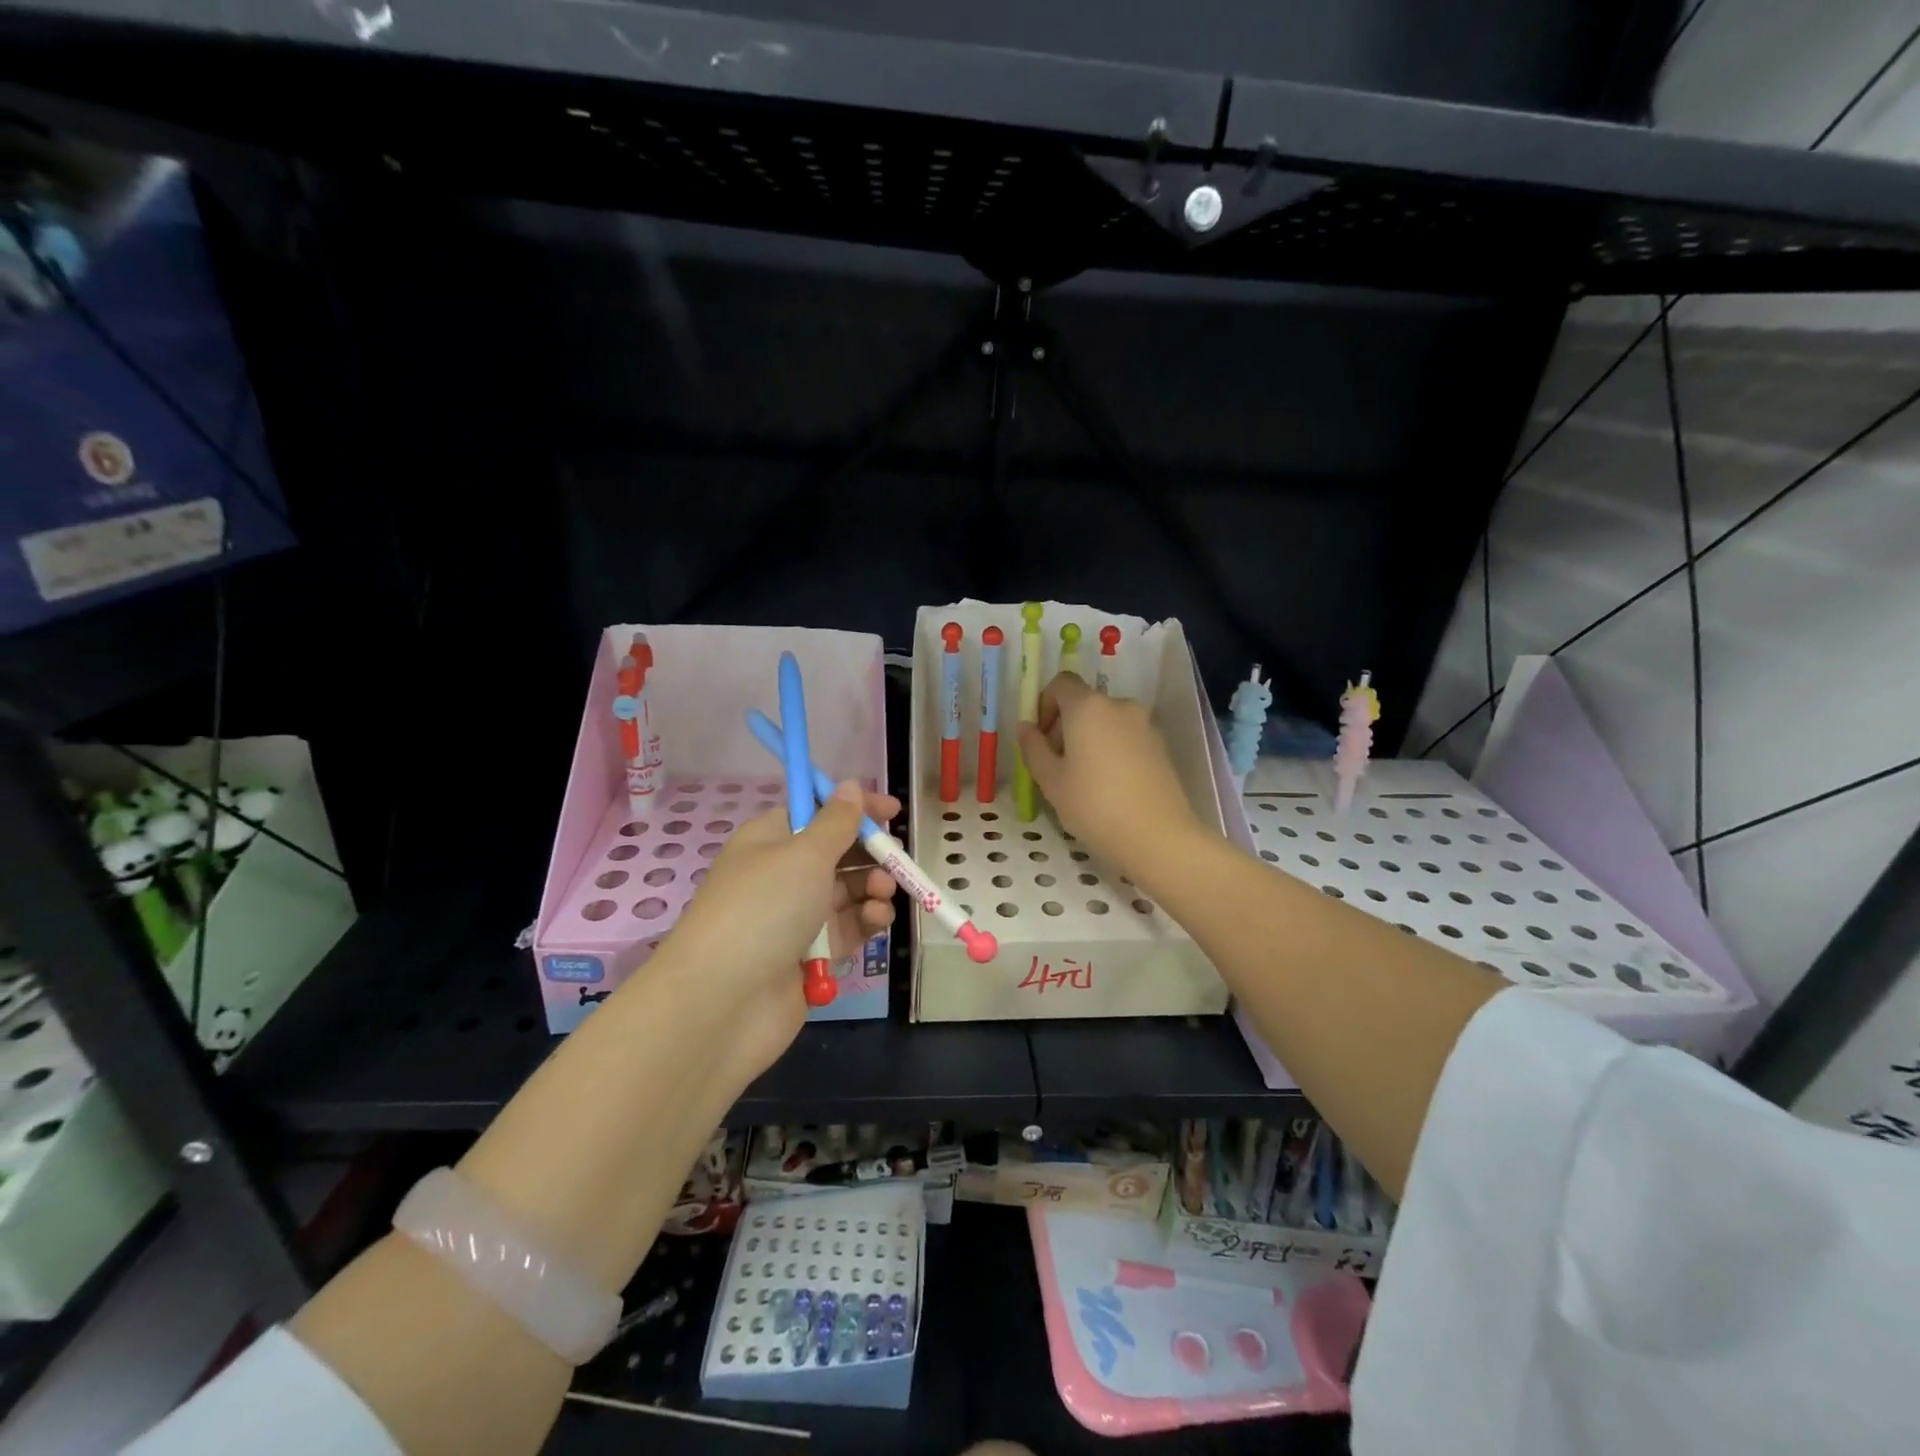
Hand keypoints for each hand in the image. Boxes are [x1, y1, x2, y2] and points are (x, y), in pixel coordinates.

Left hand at [650, 782, 899, 1086]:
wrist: (724, 1001)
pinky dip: (867, 921)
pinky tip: (878, 920)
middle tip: (894, 859)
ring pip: (847, 892)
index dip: (853, 809)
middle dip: (869, 853)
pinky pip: (847, 928)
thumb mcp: (804, 854)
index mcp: (770, 840)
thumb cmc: (764, 908)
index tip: (892, 810)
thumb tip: (850, 785)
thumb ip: (837, 822)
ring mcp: (795, 917)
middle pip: (836, 853)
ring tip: (882, 893)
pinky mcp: (810, 955)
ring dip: (872, 888)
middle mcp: (781, 875)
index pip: (816, 813)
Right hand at [1016, 673, 1207, 886]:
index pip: (1061, 684)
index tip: (1040, 738)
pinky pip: (1126, 737)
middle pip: (1084, 703)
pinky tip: (1109, 786)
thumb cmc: (1094, 806)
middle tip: (1056, 765)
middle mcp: (1119, 705)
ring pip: (1106, 721)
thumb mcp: (1051, 781)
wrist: (1158, 837)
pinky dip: (1112, 749)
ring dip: (1089, 739)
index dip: (1044, 705)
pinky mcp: (1161, 745)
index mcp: (1087, 707)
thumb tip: (1026, 727)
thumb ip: (1033, 748)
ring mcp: (1145, 724)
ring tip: (1083, 779)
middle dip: (1064, 726)